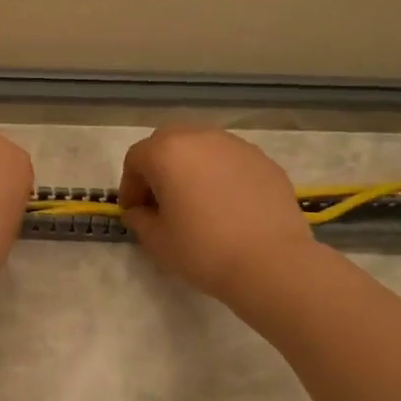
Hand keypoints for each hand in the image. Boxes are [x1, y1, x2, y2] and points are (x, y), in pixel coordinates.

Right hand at [117, 127, 319, 303]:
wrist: (271, 262)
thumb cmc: (203, 249)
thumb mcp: (156, 241)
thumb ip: (139, 219)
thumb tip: (140, 211)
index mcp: (167, 152)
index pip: (136, 159)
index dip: (129, 186)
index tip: (133, 212)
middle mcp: (200, 138)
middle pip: (168, 143)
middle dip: (158, 169)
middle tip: (161, 201)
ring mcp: (236, 146)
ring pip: (202, 148)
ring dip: (191, 168)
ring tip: (196, 202)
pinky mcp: (264, 160)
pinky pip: (230, 161)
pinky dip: (220, 175)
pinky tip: (227, 206)